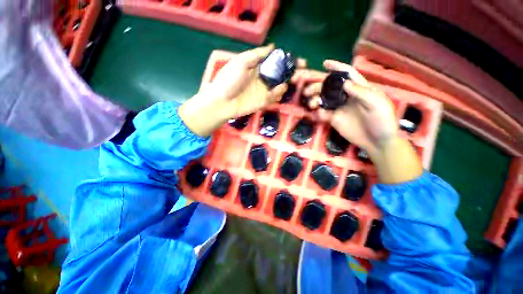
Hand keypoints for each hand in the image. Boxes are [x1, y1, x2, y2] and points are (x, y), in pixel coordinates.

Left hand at [180, 45, 297, 136]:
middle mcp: (262, 79)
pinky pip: (274, 97)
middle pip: (280, 75)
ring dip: (287, 83)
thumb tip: (273, 46)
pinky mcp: (262, 102)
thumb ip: (257, 54)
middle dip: (292, 73)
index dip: (287, 61)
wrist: (222, 101)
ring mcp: (263, 91)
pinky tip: (281, 88)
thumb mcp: (241, 62)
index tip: (299, 61)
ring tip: (294, 79)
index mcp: (257, 67)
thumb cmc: (229, 79)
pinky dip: (278, 93)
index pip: (275, 62)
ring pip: (279, 87)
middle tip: (302, 72)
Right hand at [300, 60, 421, 183]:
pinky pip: (322, 113)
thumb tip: (345, 82)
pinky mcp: (333, 119)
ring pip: (323, 99)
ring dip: (315, 99)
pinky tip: (318, 115)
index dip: (337, 68)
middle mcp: (347, 96)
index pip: (347, 74)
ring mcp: (339, 108)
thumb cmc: (382, 121)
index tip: (325, 63)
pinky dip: (318, 113)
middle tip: (307, 90)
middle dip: (317, 85)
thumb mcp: (376, 104)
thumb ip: (361, 92)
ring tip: (312, 104)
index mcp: (359, 89)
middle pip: (330, 87)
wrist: (377, 142)